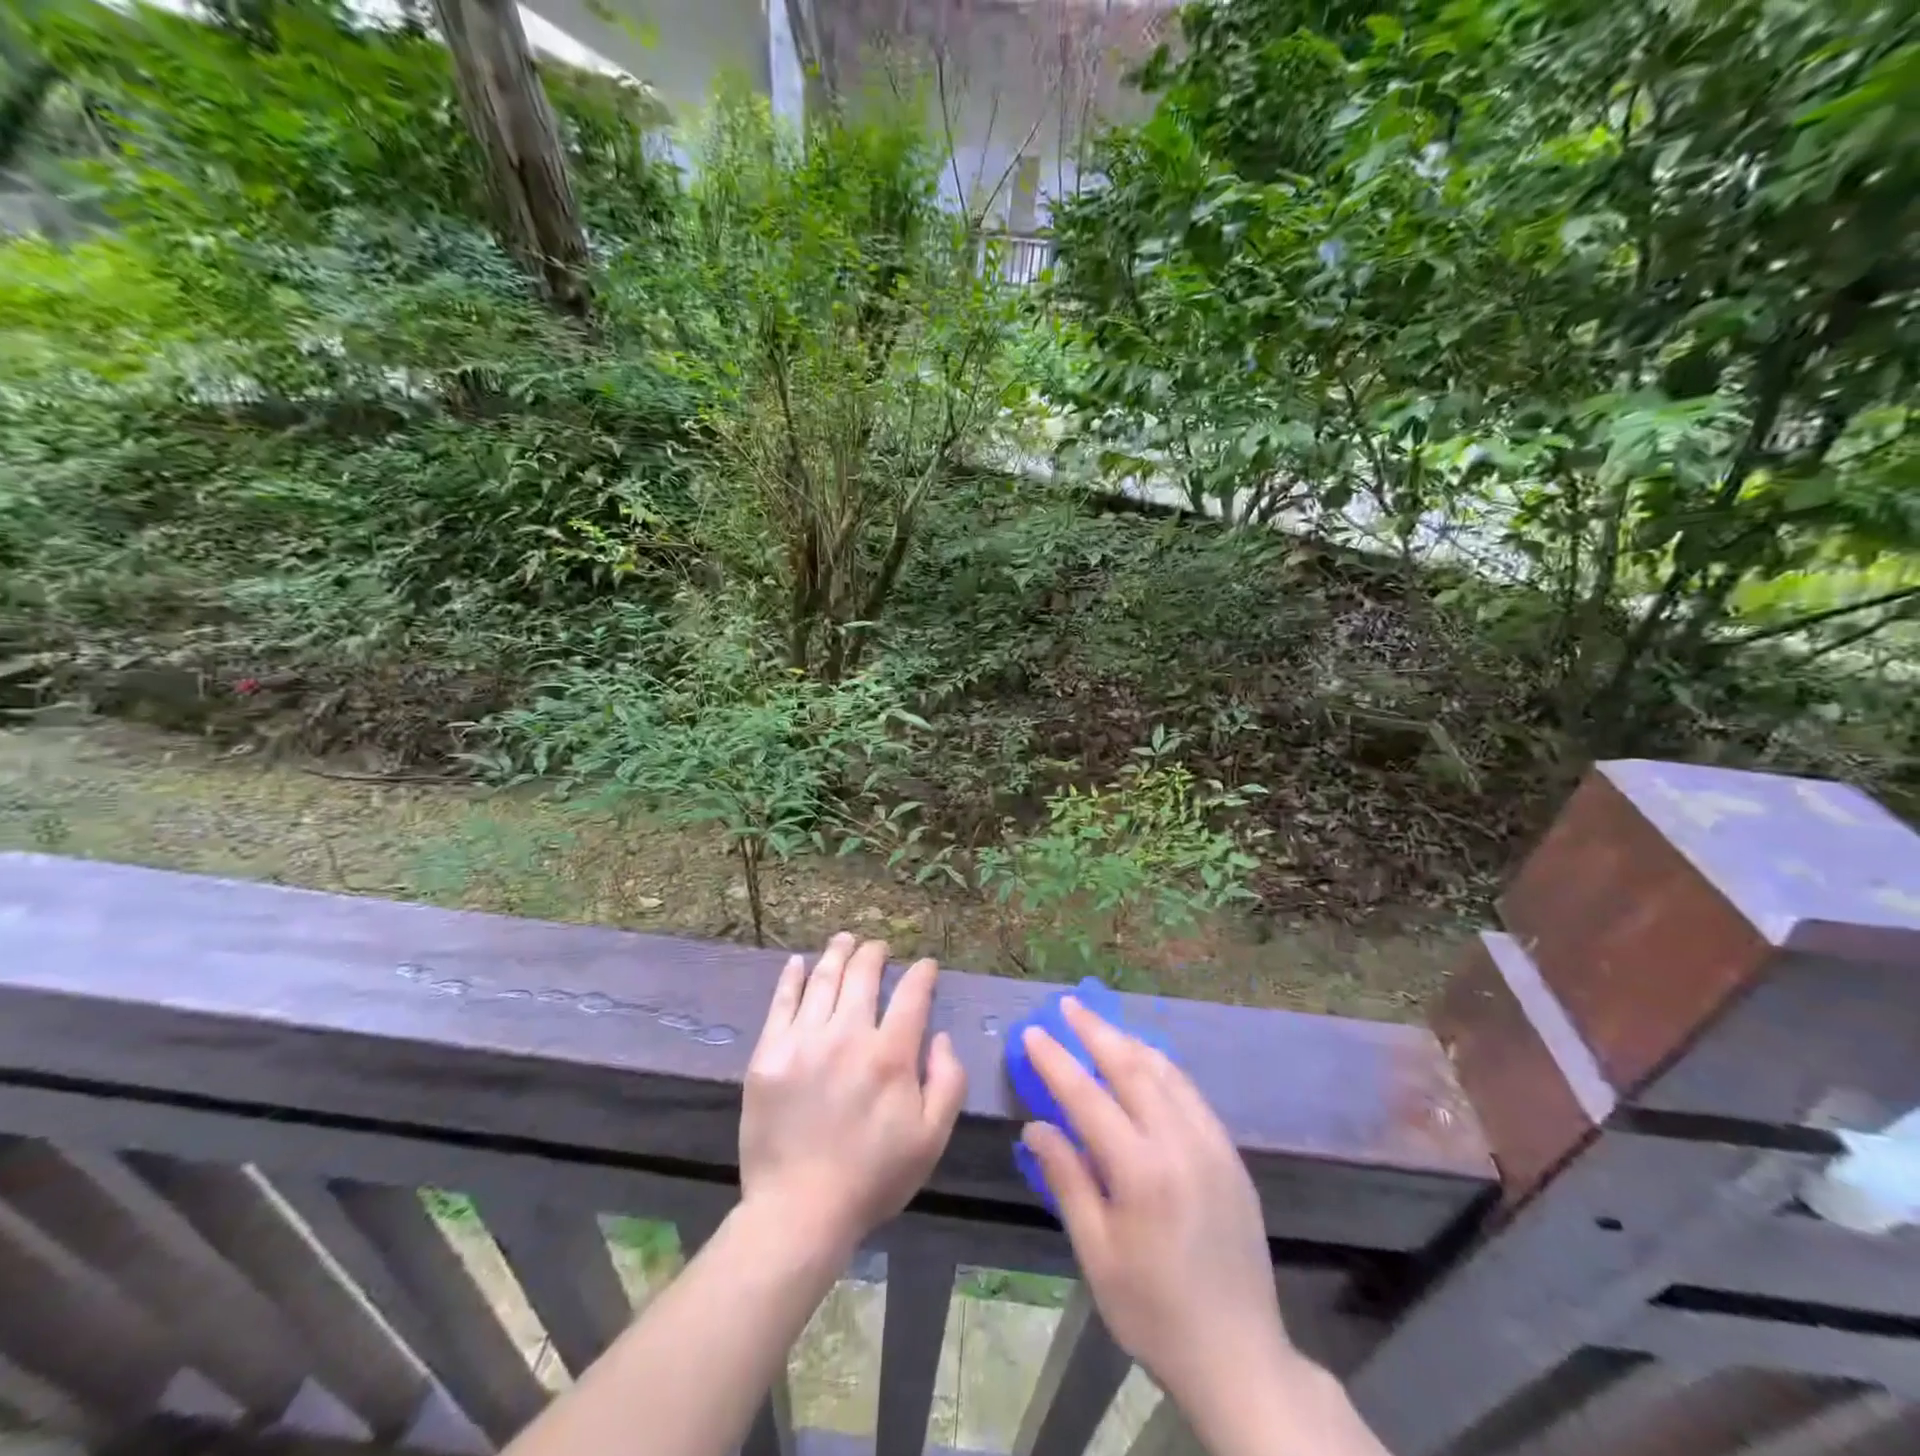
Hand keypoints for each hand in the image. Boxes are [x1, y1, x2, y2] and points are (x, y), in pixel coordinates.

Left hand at [739, 934, 966, 1256]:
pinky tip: (798, 963)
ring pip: (824, 980)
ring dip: (838, 953)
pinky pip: (781, 1003)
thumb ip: (948, 1082)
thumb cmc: (872, 1177)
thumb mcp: (931, 1139)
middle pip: (863, 976)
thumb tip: (939, 1035)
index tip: (926, 966)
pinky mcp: (768, 1055)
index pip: (911, 996)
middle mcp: (847, 1036)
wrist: (799, 1212)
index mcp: (890, 1056)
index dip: (922, 974)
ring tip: (845, 939)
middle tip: (879, 947)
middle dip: (875, 954)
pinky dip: (792, 978)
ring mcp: (803, 1042)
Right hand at [1020, 997, 1296, 1416]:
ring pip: (1165, 1072)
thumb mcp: (1097, 1254)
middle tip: (1068, 1005)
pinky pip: (1191, 1093)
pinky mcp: (1230, 1154)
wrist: (1239, 1356)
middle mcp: (1179, 1142)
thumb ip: (1067, 1180)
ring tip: (1101, 1025)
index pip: (1087, 1096)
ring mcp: (1211, 1144)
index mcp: (1141, 1171)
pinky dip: (1162, 1067)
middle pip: (1131, 1067)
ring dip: (1130, 1041)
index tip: (1034, 1032)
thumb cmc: (1153, 1311)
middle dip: (1095, 1030)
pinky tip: (1147, 1063)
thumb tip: (1036, 1126)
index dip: (1056, 1061)